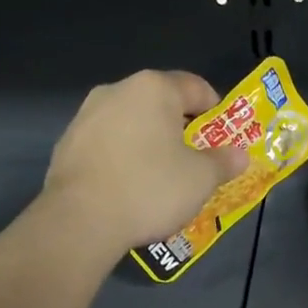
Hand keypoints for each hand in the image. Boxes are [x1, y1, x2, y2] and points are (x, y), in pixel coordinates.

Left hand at [43, 70, 247, 251]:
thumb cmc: (151, 188)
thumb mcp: (201, 179)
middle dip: (181, 130)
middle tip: (196, 162)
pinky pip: (108, 147)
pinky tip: (130, 190)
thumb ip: (224, 161)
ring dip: (150, 145)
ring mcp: (86, 116)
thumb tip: (240, 155)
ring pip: (132, 125)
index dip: (217, 111)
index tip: (225, 138)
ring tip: (162, 180)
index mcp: (154, 88)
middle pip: (161, 104)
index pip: (197, 87)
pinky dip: (124, 161)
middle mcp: (117, 91)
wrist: (81, 219)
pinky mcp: (67, 145)